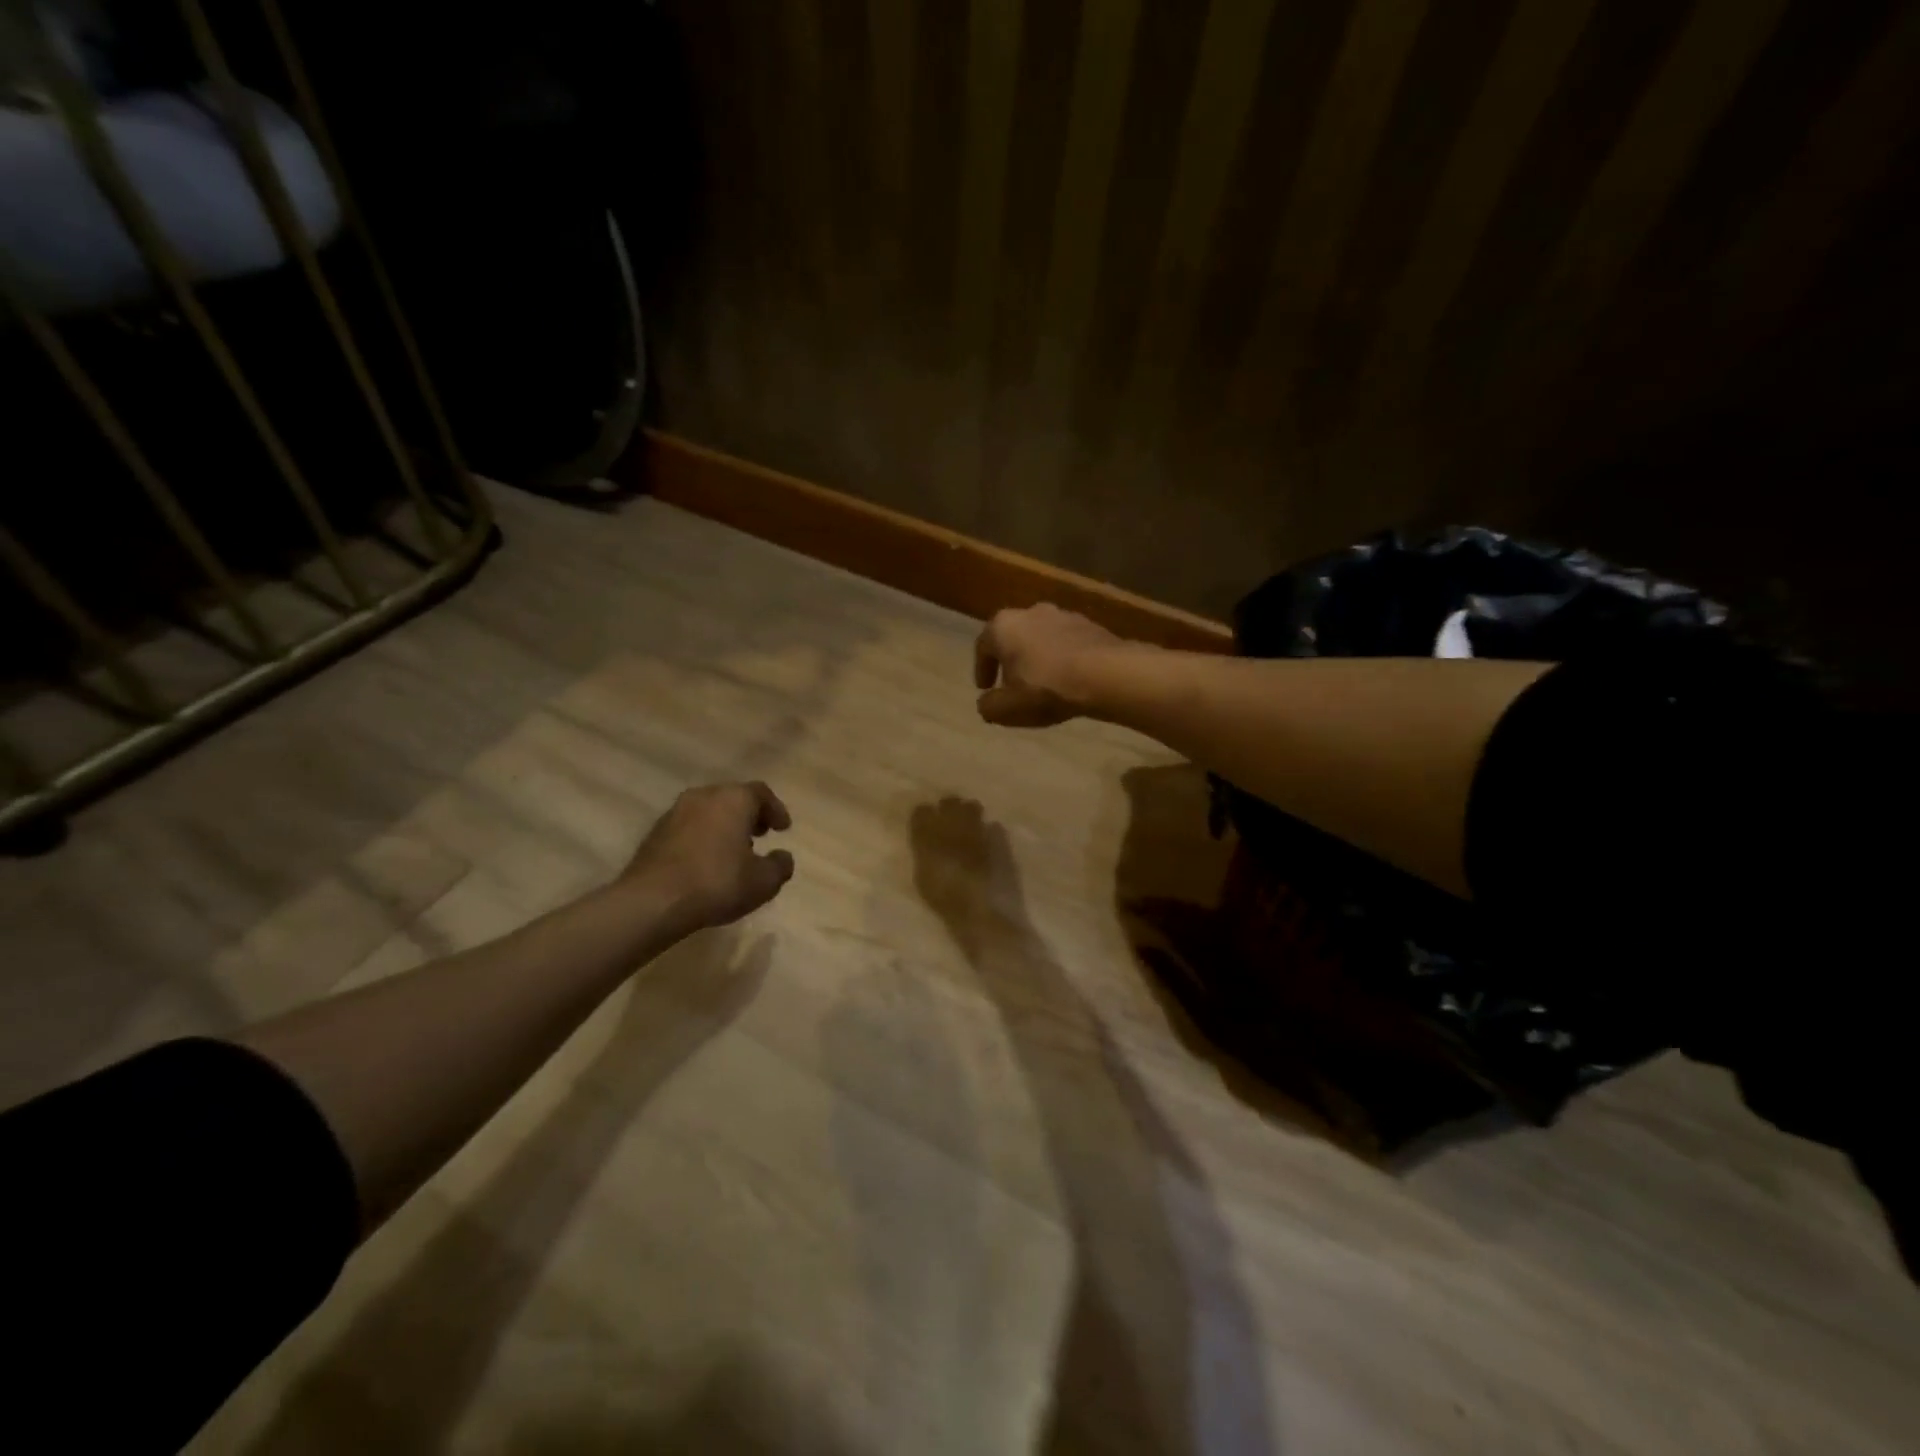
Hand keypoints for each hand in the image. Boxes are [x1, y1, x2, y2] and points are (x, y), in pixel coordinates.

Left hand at [622, 781, 794, 929]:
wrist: (651, 901)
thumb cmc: (717, 883)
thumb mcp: (763, 882)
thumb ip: (780, 866)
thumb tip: (783, 857)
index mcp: (733, 799)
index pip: (761, 793)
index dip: (776, 810)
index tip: (783, 829)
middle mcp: (704, 796)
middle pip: (733, 798)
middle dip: (749, 815)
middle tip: (760, 835)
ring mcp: (675, 813)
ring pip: (708, 811)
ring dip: (724, 826)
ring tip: (733, 851)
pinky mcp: (655, 833)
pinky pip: (688, 828)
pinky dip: (702, 837)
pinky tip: (706, 862)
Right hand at [974, 603, 1124, 726]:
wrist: (1106, 674)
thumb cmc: (1046, 688)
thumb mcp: (1008, 709)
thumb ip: (990, 707)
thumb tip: (986, 704)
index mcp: (1003, 626)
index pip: (983, 647)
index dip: (982, 669)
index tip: (985, 688)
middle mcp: (1030, 612)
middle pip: (1013, 638)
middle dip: (1011, 661)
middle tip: (1012, 685)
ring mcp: (1063, 615)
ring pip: (1041, 638)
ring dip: (1038, 658)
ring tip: (1043, 683)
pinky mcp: (1090, 624)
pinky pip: (1067, 643)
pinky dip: (1062, 658)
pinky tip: (1069, 678)